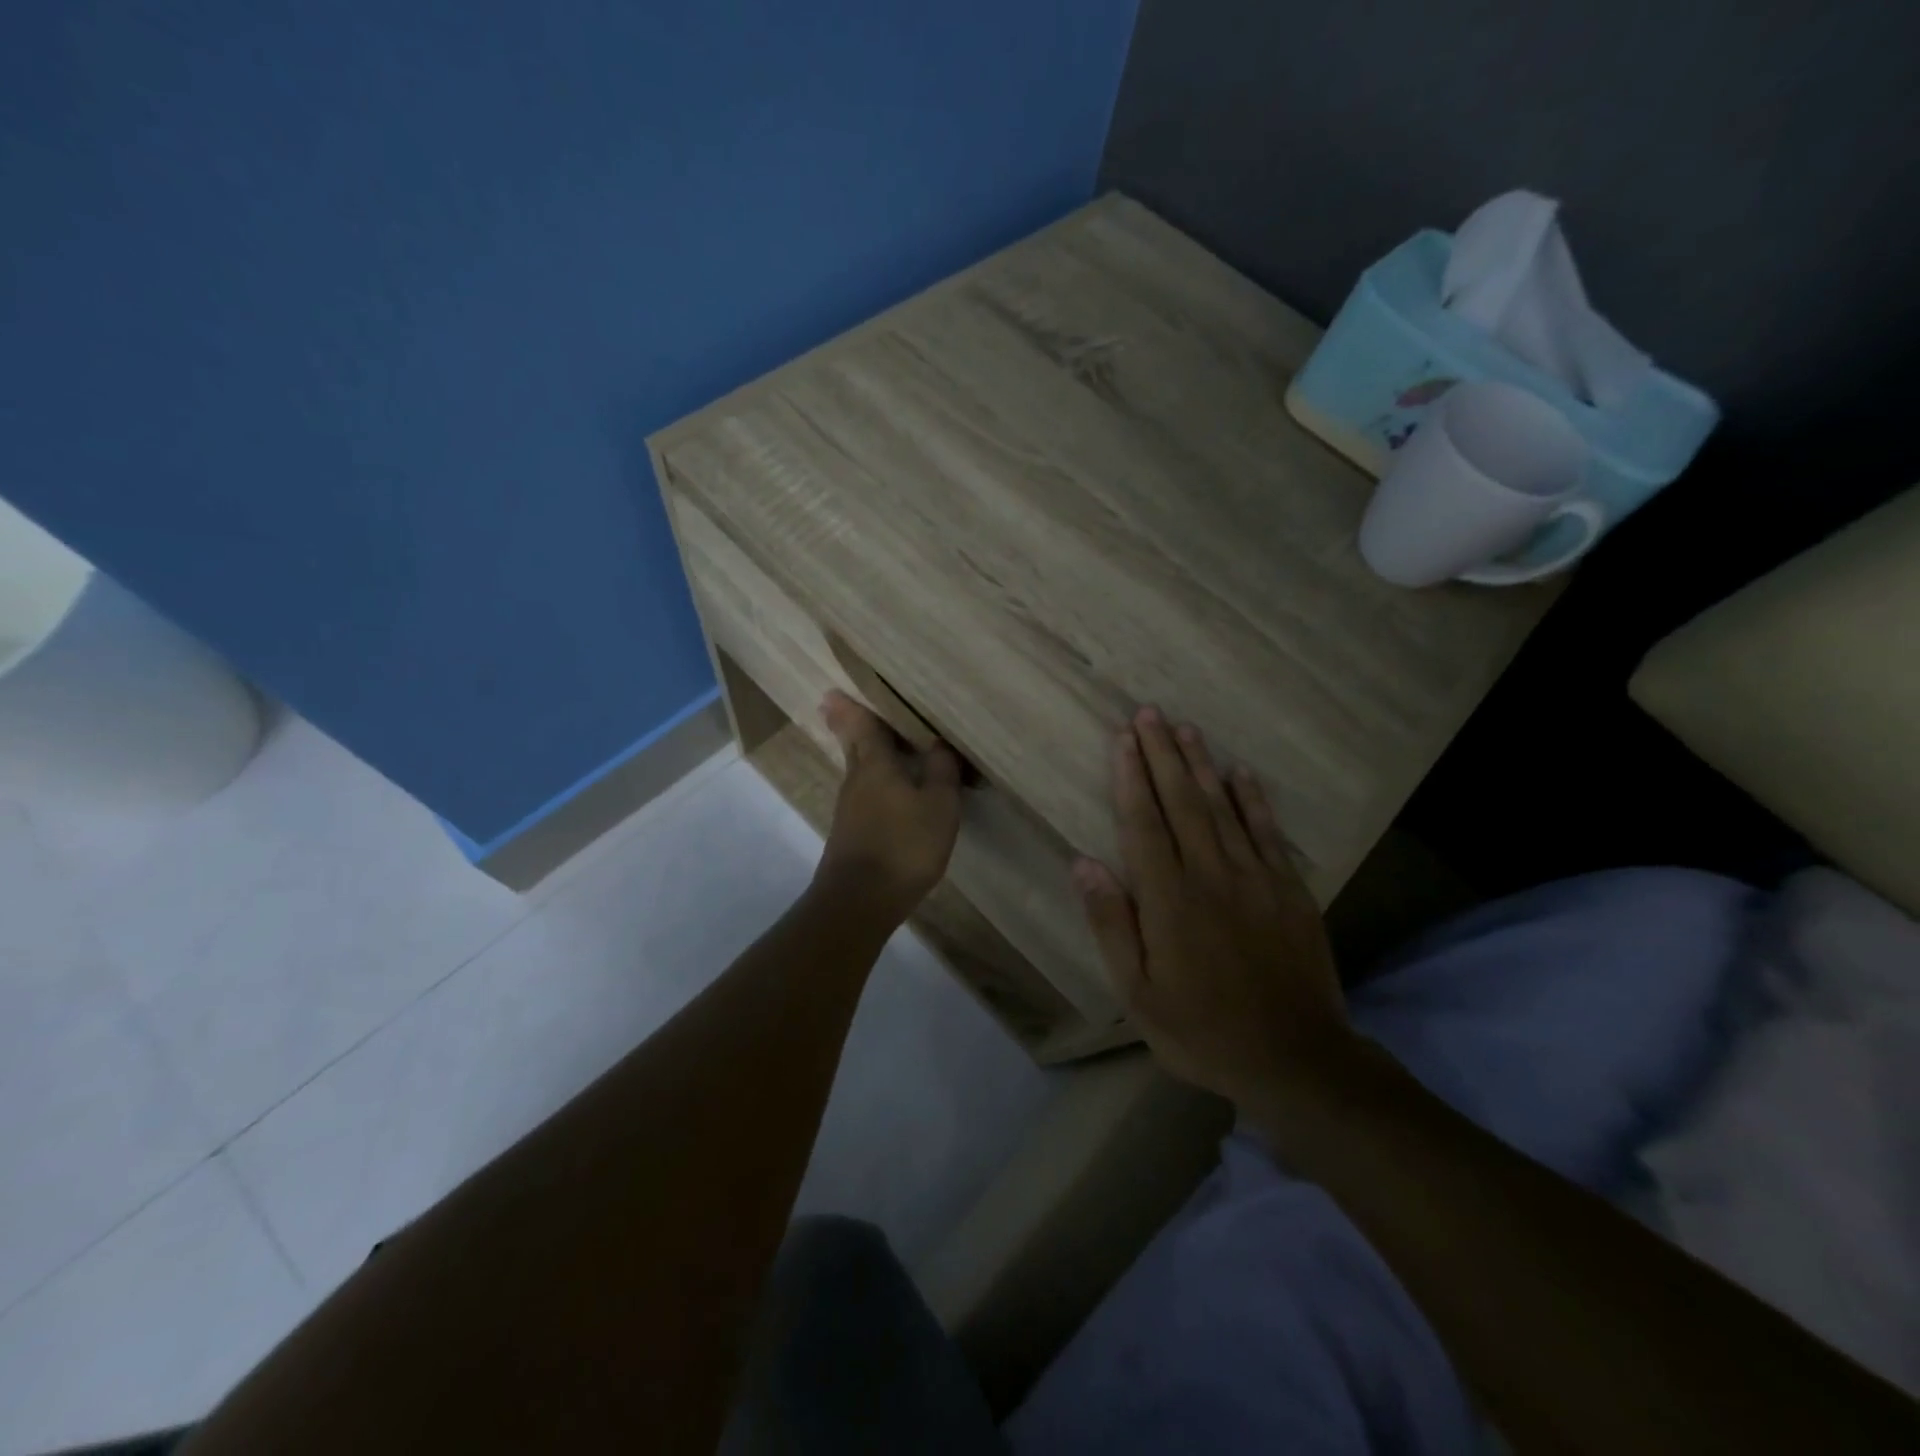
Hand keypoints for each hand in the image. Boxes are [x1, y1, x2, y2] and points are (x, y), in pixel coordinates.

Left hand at [814, 690, 962, 923]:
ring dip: (861, 753)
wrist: (860, 900)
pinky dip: (871, 782)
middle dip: (847, 725)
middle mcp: (857, 780)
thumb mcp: (939, 806)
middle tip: (837, 706)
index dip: (852, 708)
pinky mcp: (850, 833)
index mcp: (875, 765)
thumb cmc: (904, 845)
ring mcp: (849, 809)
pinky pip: (863, 793)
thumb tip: (939, 743)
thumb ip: (942, 772)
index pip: (862, 727)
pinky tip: (885, 790)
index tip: (834, 692)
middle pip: (853, 745)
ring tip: (874, 742)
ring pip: (857, 770)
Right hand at [1072, 708, 1348, 1108]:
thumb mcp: (1138, 993)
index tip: (1123, 739)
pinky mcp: (1290, 890)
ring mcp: (1256, 878)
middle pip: (1182, 802)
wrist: (1297, 1059)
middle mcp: (1211, 875)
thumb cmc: (1203, 1030)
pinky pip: (1268, 832)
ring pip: (1223, 807)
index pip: (1144, 824)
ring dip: (1201, 765)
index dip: (1131, 778)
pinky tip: (1241, 771)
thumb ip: (1112, 924)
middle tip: (1149, 713)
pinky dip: (1253, 798)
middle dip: (1163, 754)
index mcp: (1169, 900)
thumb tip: (1083, 864)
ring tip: (1186, 728)